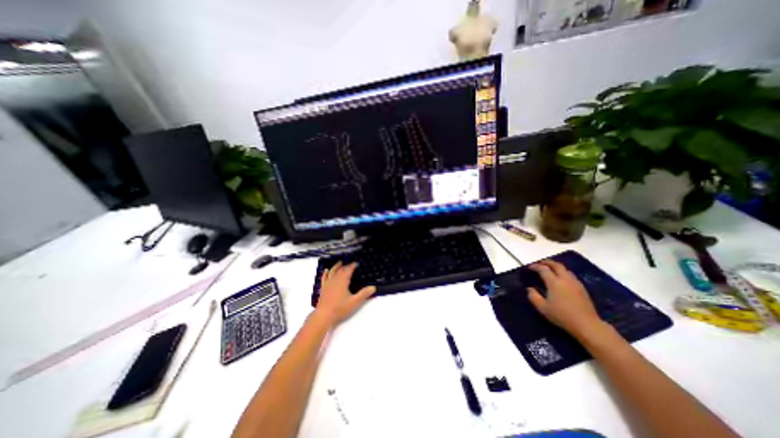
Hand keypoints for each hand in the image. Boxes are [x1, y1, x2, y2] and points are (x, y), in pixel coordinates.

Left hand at [314, 262, 378, 326]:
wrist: (324, 316)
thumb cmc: (340, 308)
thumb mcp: (354, 302)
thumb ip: (364, 294)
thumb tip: (373, 287)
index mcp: (343, 281)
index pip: (348, 270)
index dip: (352, 266)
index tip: (356, 263)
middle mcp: (335, 280)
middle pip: (340, 270)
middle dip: (346, 266)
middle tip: (350, 264)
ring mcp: (328, 284)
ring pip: (332, 272)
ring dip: (336, 266)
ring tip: (339, 263)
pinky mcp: (323, 288)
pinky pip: (324, 278)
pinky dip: (326, 273)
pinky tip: (326, 271)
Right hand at [526, 259, 605, 339]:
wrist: (587, 325)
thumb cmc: (562, 315)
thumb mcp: (542, 308)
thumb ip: (533, 296)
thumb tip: (530, 289)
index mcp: (554, 282)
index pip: (543, 269)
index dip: (535, 266)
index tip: (529, 267)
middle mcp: (565, 279)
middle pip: (556, 265)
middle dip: (547, 262)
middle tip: (540, 263)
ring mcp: (575, 283)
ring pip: (565, 269)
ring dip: (556, 267)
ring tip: (550, 270)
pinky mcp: (582, 288)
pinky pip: (571, 275)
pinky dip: (563, 273)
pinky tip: (561, 279)